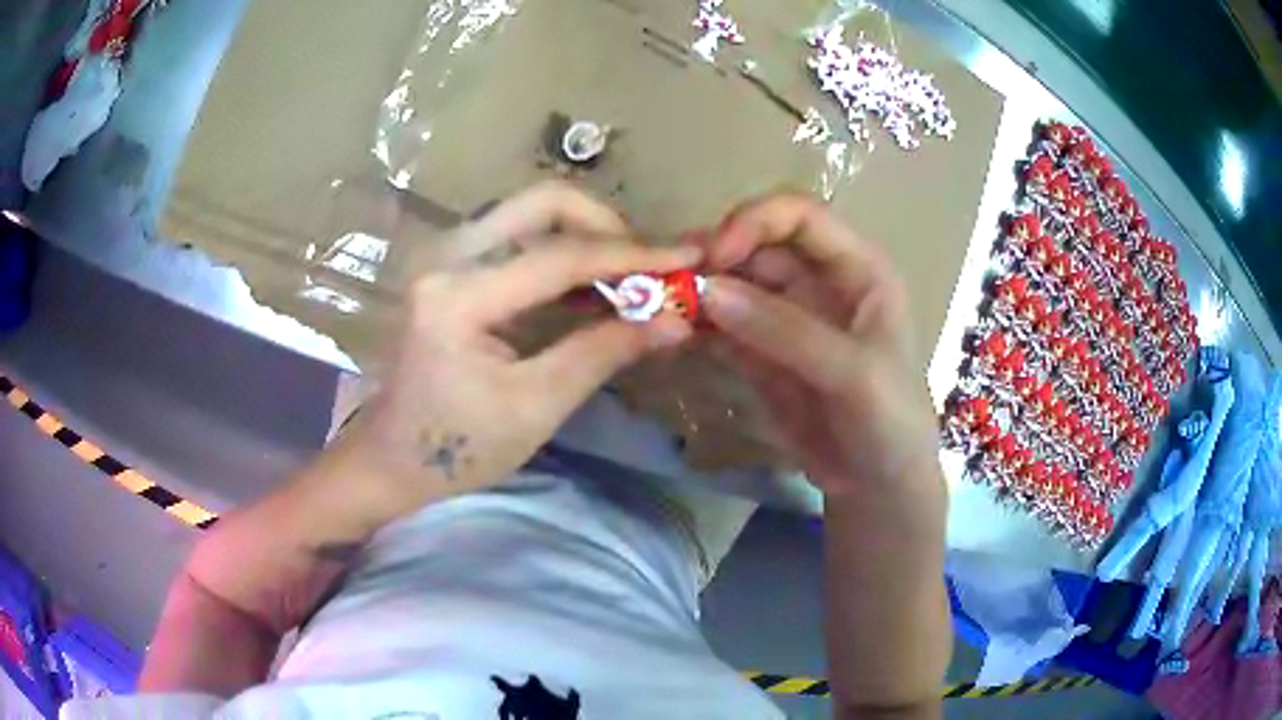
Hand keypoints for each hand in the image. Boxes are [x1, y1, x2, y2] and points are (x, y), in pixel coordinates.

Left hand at [329, 181, 698, 517]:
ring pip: (529, 212)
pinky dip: (559, 250)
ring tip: (626, 279)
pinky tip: (587, 287)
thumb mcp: (536, 407)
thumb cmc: (456, 447)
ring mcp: (443, 254)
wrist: (391, 458)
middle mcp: (445, 256)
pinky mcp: (449, 264)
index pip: (559, 256)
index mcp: (457, 297)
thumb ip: (604, 352)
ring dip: (585, 235)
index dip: (631, 255)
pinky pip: (515, 234)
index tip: (687, 257)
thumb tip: (674, 319)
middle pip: (541, 202)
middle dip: (605, 225)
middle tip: (645, 267)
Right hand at [697, 193, 941, 499]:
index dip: (756, 221)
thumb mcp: (852, 373)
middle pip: (759, 245)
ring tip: (662, 305)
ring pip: (736, 283)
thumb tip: (708, 290)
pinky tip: (673, 332)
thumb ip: (786, 331)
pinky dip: (699, 325)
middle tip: (669, 280)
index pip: (801, 217)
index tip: (715, 253)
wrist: (879, 486)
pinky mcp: (763, 352)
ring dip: (700, 289)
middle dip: (717, 256)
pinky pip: (725, 325)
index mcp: (858, 268)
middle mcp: (820, 281)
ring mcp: (788, 317)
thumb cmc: (890, 421)